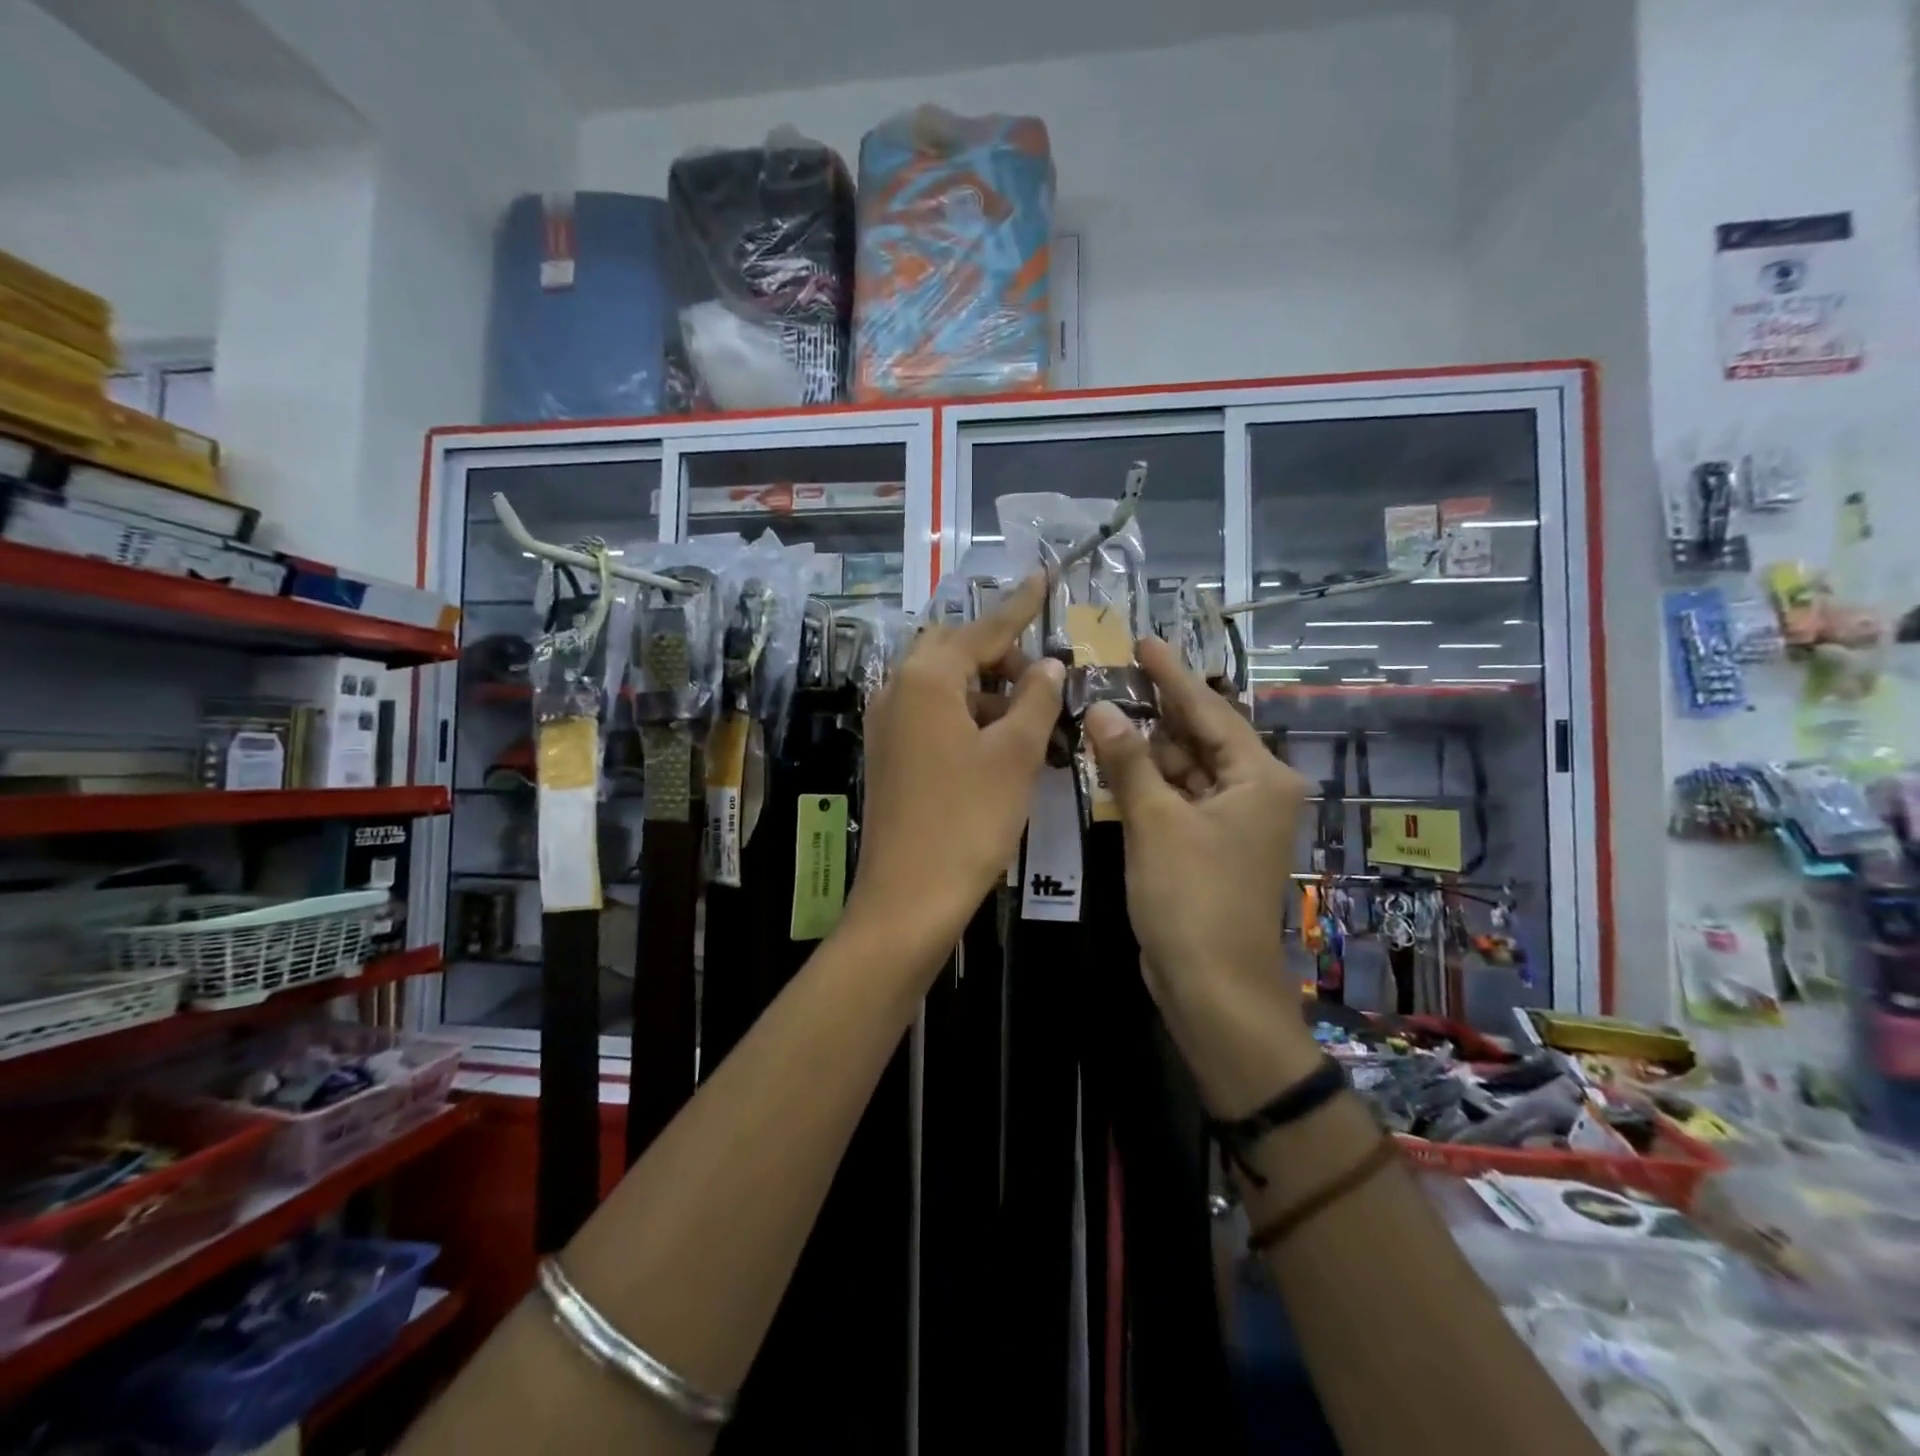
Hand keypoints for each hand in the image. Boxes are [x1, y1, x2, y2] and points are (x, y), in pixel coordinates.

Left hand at [844, 575, 1063, 962]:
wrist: (908, 897)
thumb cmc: (968, 820)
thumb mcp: (1014, 755)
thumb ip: (1035, 700)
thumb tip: (1050, 665)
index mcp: (927, 678)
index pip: (983, 629)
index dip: (1018, 605)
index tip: (1044, 575)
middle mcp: (897, 690)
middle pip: (955, 651)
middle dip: (1000, 654)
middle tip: (1042, 677)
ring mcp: (886, 724)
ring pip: (942, 685)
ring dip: (985, 690)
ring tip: (1029, 717)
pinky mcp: (888, 754)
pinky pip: (930, 715)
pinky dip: (965, 716)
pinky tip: (997, 743)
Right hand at [1084, 636, 1317, 1111]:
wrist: (1211, 986)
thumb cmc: (1191, 898)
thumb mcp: (1155, 822)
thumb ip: (1127, 760)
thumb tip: (1098, 708)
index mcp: (1258, 777)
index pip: (1208, 710)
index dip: (1171, 675)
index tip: (1143, 641)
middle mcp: (1253, 791)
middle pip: (1198, 736)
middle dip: (1155, 710)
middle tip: (1111, 676)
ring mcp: (1231, 821)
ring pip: (1184, 768)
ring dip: (1147, 748)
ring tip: (1102, 712)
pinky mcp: (1208, 845)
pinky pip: (1177, 798)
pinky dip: (1148, 782)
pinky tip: (1115, 762)